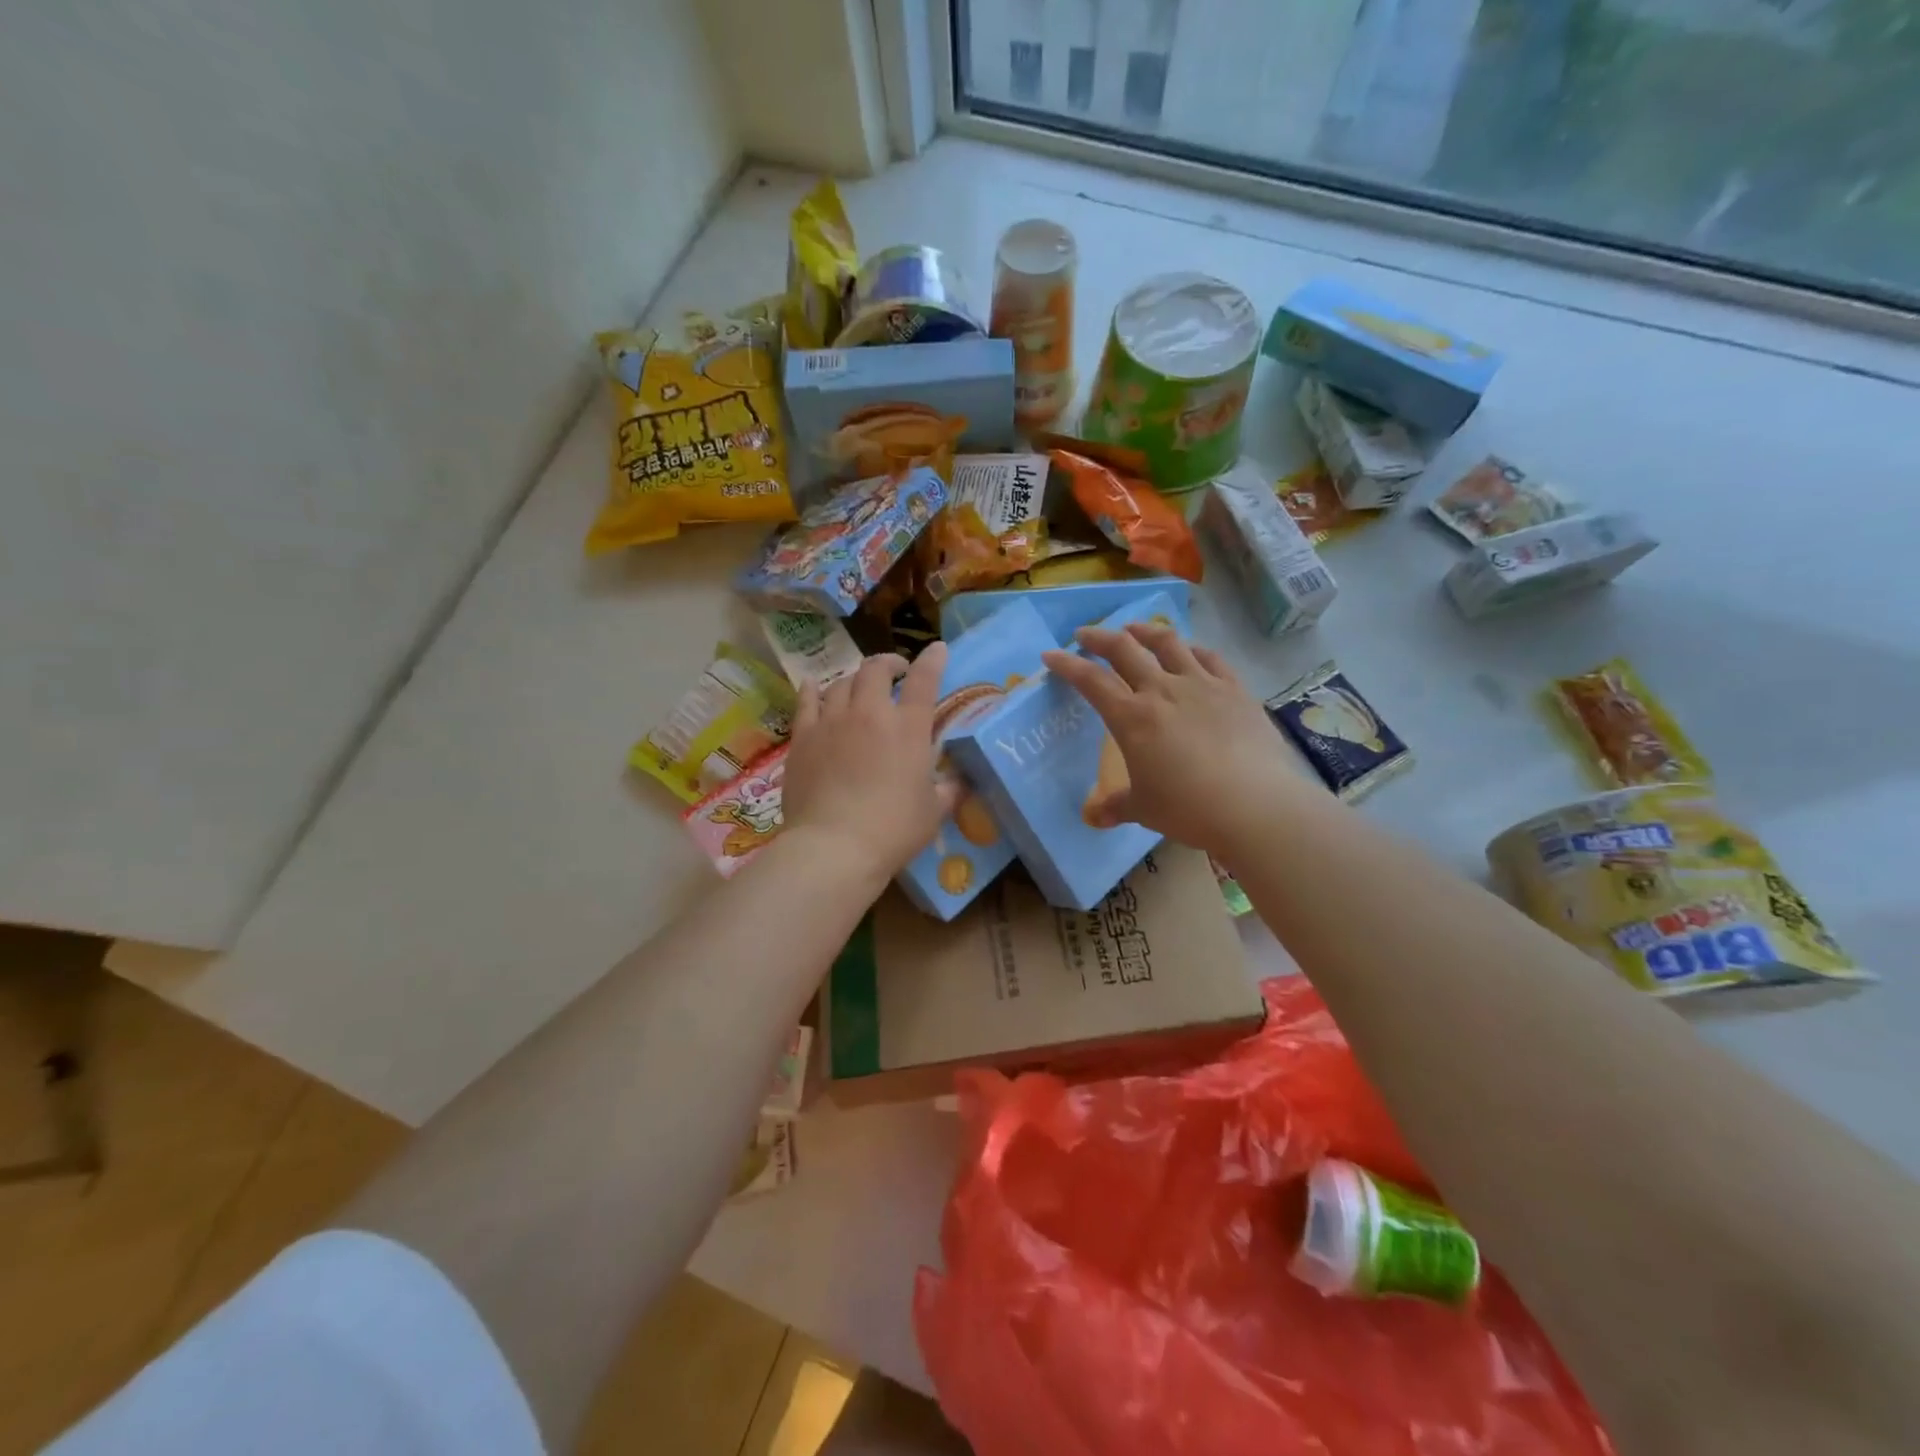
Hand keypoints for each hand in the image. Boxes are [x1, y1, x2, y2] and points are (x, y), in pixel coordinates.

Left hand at [779, 646, 957, 883]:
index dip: (932, 659)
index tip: (937, 649)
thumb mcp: (934, 812)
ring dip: (855, 680)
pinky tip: (815, 687)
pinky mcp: (803, 737)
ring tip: (859, 688)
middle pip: (876, 669)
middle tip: (896, 672)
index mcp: (908, 728)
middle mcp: (869, 713)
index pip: (924, 680)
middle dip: (889, 663)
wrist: (834, 847)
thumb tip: (957, 781)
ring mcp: (832, 721)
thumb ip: (947, 789)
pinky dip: (814, 690)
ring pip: (841, 682)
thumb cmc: (893, 830)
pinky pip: (806, 701)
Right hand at [1043, 624, 1311, 854]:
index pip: (1091, 681)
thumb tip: (1095, 818)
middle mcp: (1163, 690)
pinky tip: (1189, 651)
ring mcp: (1202, 685)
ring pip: (1168, 643)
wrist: (1256, 805)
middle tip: (1086, 635)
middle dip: (1100, 638)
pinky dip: (1192, 649)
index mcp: (1132, 718)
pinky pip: (1210, 657)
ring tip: (1135, 629)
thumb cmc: (1189, 808)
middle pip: (1125, 649)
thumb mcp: (1144, 809)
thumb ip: (1116, 806)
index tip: (1051, 655)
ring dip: (1145, 631)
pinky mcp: (1235, 690)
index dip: (1067, 665)